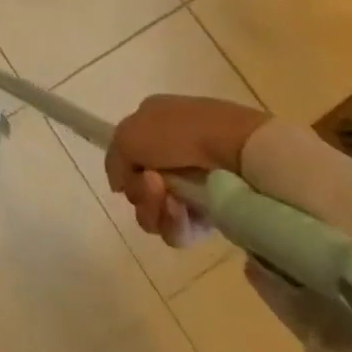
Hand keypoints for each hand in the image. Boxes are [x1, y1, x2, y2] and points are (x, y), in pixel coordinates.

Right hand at [105, 96, 271, 244]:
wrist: (237, 149)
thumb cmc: (178, 134)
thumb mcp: (128, 135)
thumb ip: (114, 160)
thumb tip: (120, 184)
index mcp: (153, 123)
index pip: (128, 155)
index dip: (126, 169)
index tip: (130, 174)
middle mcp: (172, 151)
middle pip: (139, 188)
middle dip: (140, 193)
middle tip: (154, 186)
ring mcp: (194, 182)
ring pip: (156, 211)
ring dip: (155, 208)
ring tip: (171, 200)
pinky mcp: (213, 211)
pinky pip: (181, 229)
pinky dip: (176, 223)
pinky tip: (185, 213)